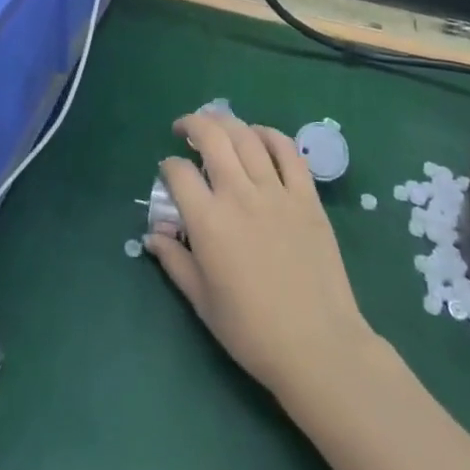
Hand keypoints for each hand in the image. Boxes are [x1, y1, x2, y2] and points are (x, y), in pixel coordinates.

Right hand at [145, 112, 375, 400]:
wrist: (318, 347)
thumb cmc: (252, 331)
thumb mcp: (202, 302)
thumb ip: (175, 261)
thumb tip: (152, 234)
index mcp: (208, 222)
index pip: (178, 172)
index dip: (167, 166)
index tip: (168, 173)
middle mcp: (239, 195)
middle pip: (212, 137)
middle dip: (193, 124)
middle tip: (185, 129)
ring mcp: (276, 192)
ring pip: (247, 136)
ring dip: (227, 123)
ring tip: (217, 125)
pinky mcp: (307, 197)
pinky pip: (288, 151)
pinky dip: (270, 135)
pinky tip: (259, 136)